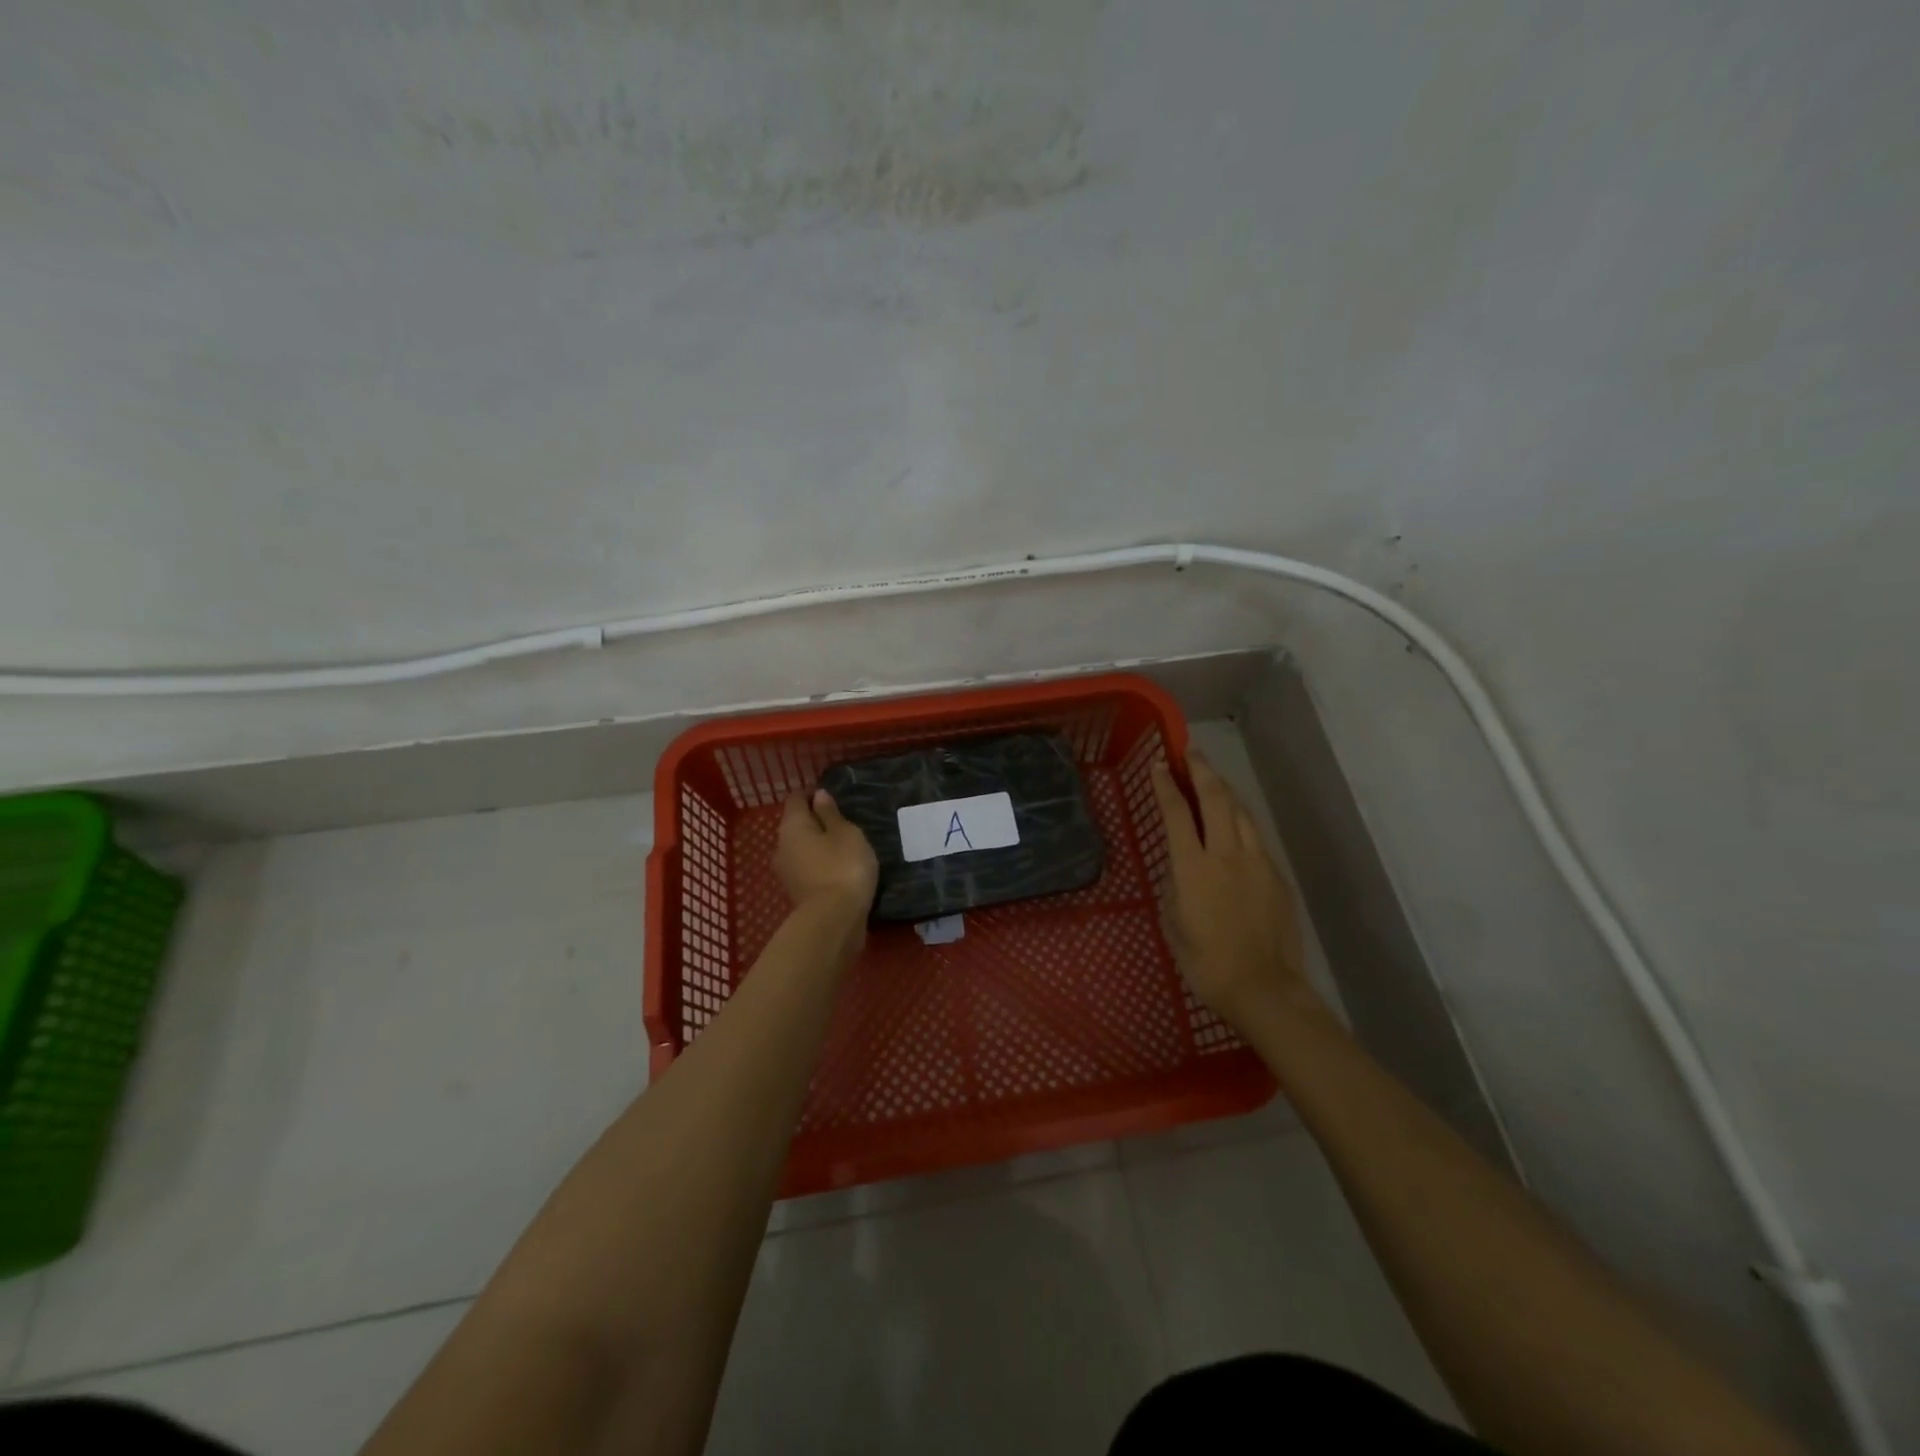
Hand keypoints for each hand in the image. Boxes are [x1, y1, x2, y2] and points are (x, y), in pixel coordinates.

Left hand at [776, 788, 878, 914]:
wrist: (834, 921)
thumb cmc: (843, 866)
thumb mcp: (846, 833)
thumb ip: (831, 814)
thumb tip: (818, 796)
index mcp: (792, 825)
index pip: (796, 798)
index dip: (812, 793)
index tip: (833, 795)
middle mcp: (782, 846)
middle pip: (796, 824)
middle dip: (815, 820)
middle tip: (842, 820)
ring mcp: (787, 872)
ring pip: (801, 848)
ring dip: (819, 844)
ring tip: (844, 844)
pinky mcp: (797, 892)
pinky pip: (808, 867)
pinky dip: (821, 863)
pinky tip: (840, 866)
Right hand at [1149, 751, 1324, 1032]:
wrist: (1263, 987)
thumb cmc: (1205, 962)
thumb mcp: (1173, 922)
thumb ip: (1174, 885)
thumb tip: (1179, 866)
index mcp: (1192, 867)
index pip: (1177, 812)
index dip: (1166, 784)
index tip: (1160, 763)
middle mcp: (1226, 854)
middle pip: (1216, 798)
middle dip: (1202, 770)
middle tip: (1192, 752)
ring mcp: (1256, 862)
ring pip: (1242, 812)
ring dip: (1225, 790)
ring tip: (1214, 778)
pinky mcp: (1276, 875)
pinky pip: (1256, 836)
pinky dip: (1241, 820)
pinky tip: (1235, 822)